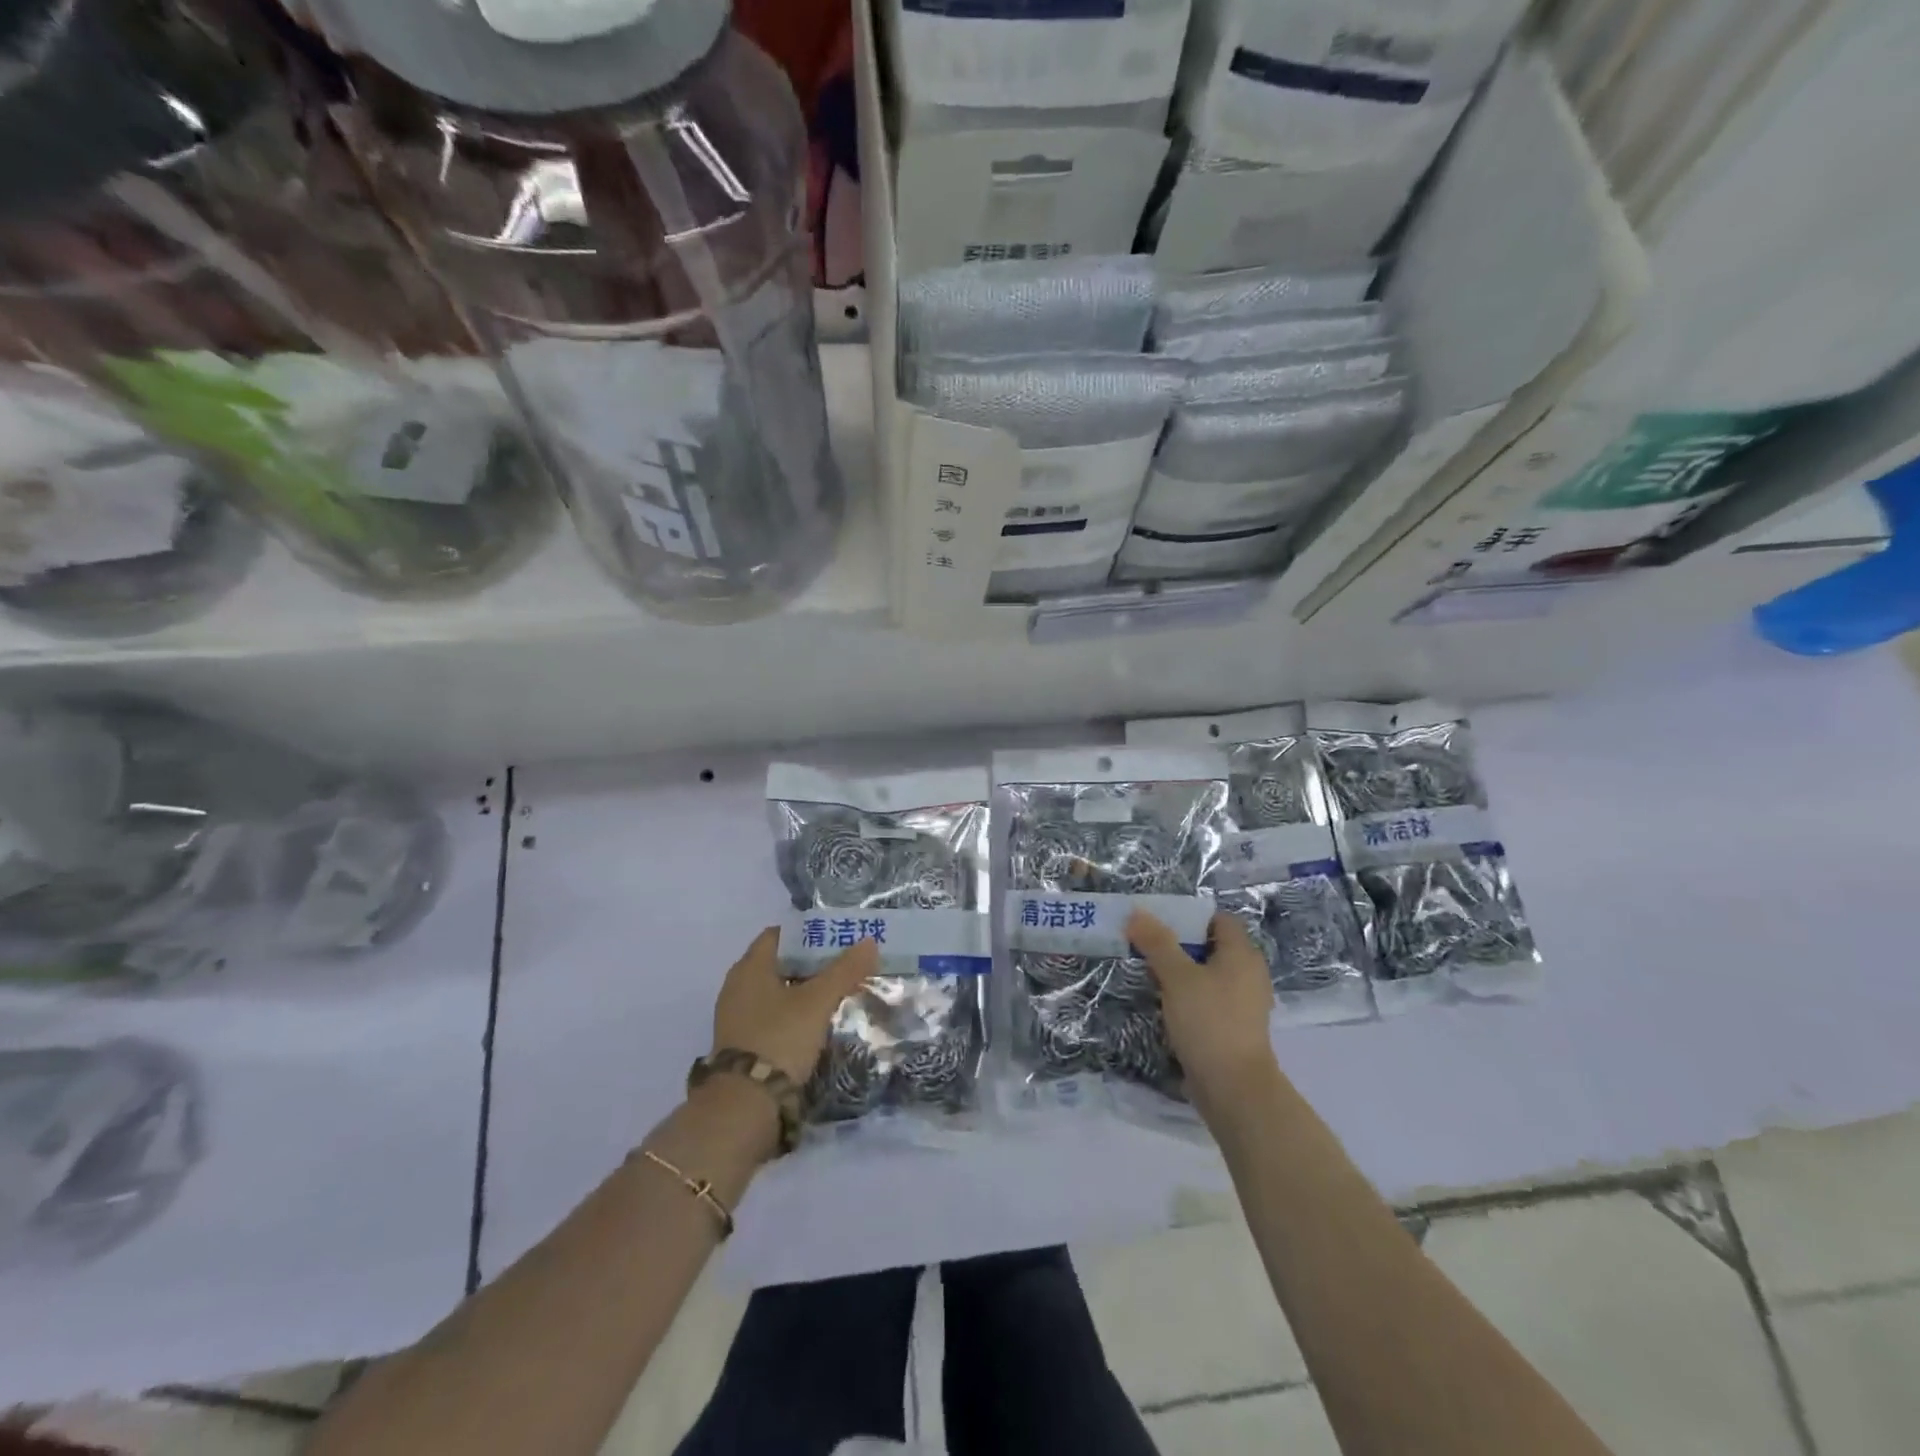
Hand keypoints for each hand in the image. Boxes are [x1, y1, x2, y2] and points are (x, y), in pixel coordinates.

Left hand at [711, 927, 878, 1084]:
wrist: (745, 1105)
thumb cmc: (780, 1038)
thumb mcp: (817, 1001)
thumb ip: (844, 970)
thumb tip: (869, 942)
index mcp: (750, 967)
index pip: (779, 935)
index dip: (808, 933)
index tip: (836, 938)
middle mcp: (737, 986)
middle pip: (779, 963)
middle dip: (810, 963)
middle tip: (843, 965)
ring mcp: (737, 1017)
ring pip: (776, 991)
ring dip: (803, 990)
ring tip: (836, 993)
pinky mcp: (742, 1044)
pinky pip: (771, 1016)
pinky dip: (793, 1013)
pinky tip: (816, 1023)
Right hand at [1128, 910, 1280, 1114]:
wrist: (1234, 1088)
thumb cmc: (1209, 1022)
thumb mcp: (1177, 977)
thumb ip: (1157, 942)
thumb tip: (1136, 913)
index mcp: (1242, 954)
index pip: (1218, 919)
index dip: (1189, 916)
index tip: (1158, 921)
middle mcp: (1248, 973)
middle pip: (1211, 946)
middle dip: (1179, 943)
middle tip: (1146, 944)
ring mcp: (1243, 1002)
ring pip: (1208, 974)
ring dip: (1181, 971)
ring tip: (1149, 972)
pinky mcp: (1234, 1026)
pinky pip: (1209, 998)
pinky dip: (1189, 995)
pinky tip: (1165, 1003)